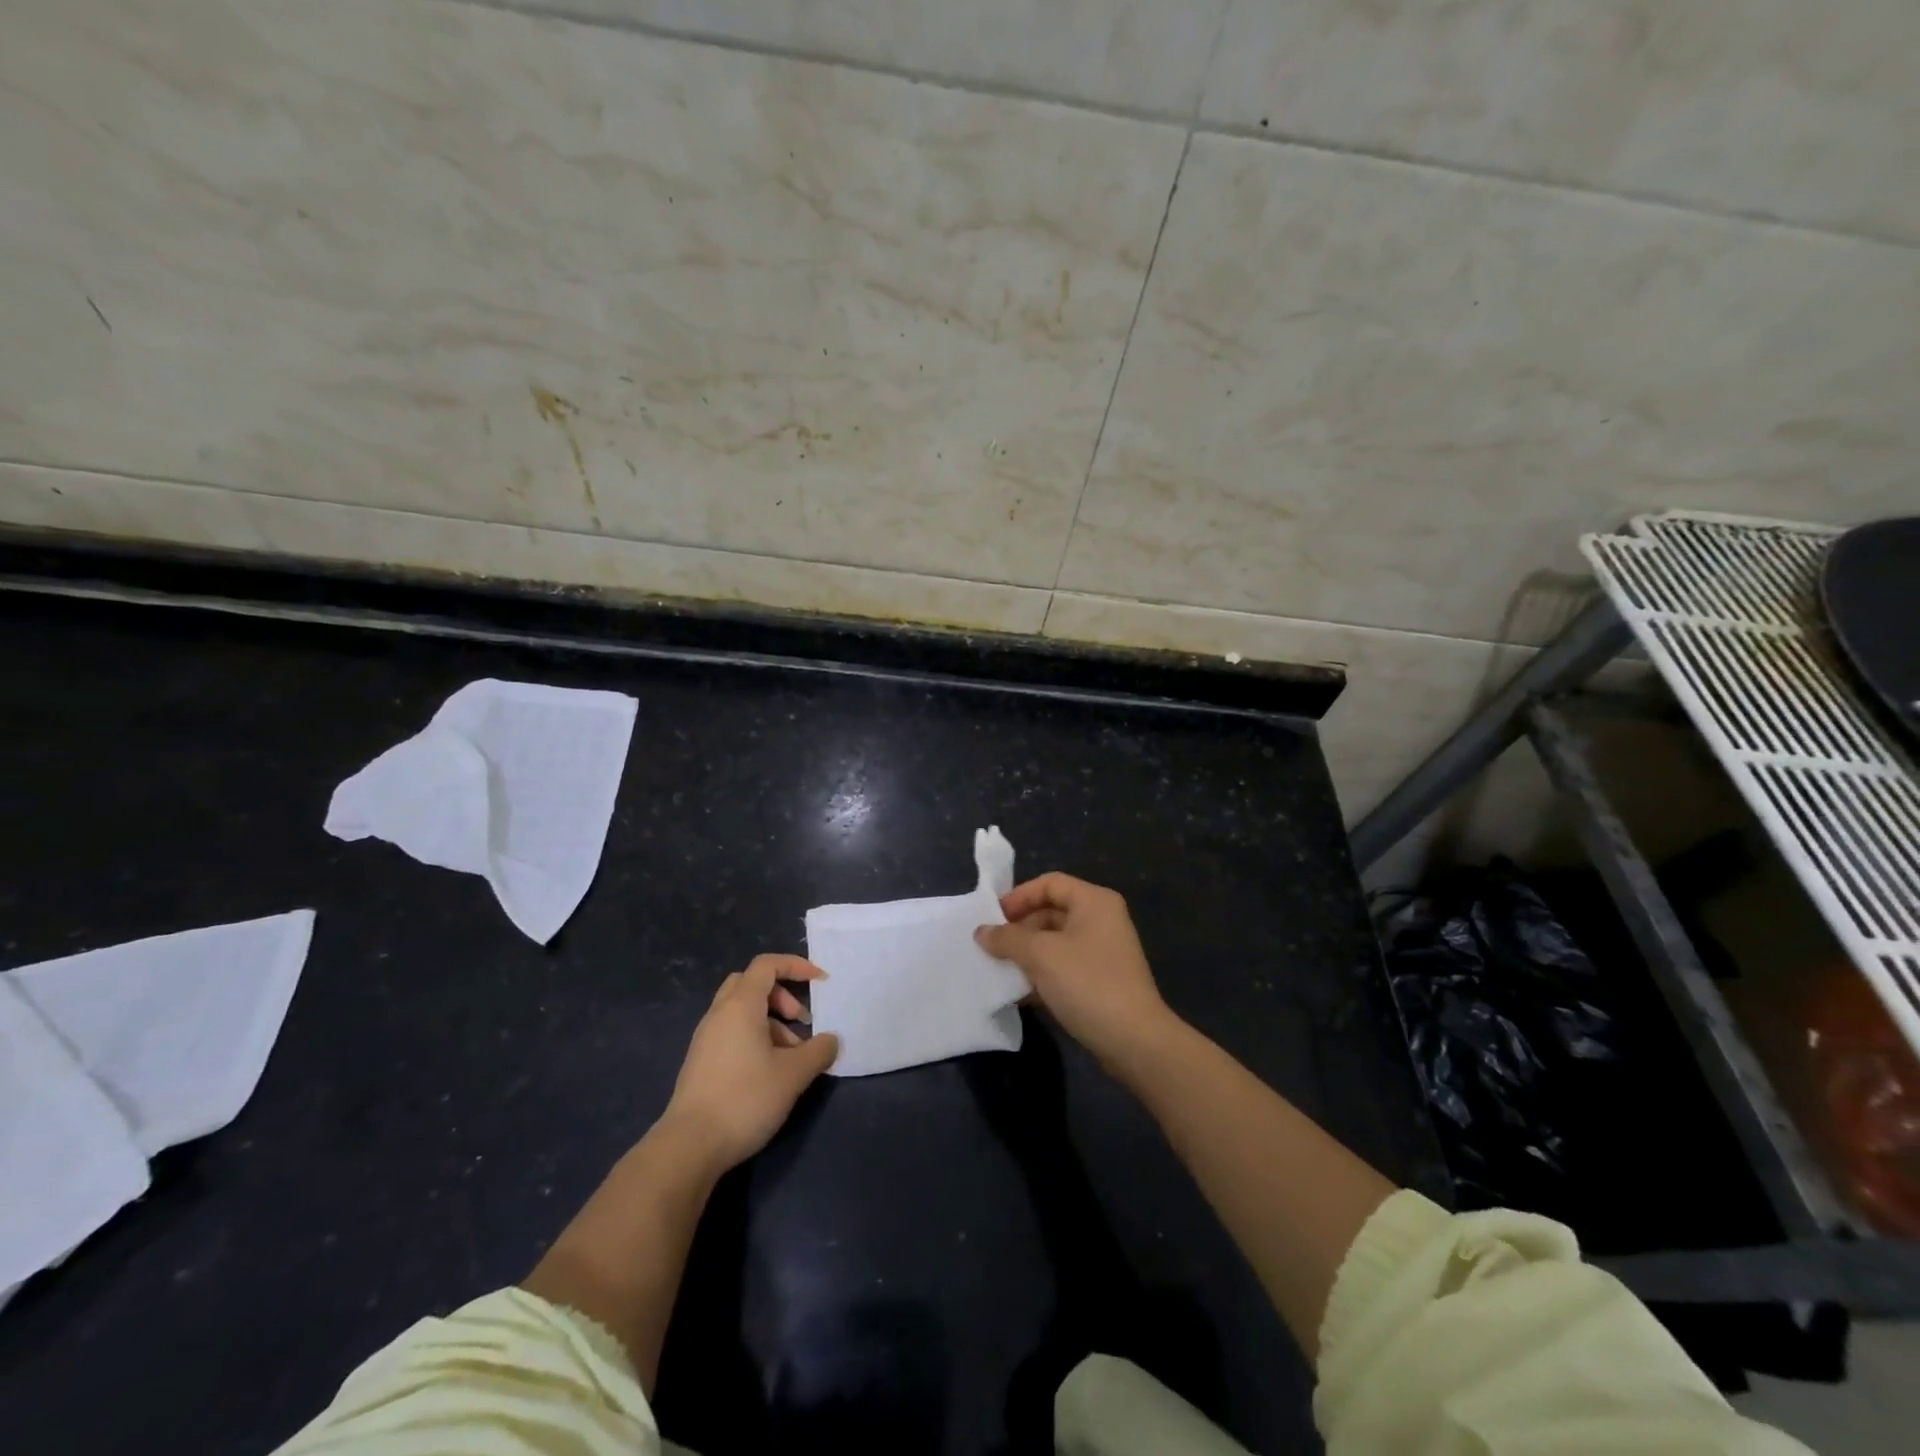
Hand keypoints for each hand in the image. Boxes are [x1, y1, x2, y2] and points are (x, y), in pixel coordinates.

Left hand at [661, 954, 839, 1172]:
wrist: (689, 1146)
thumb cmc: (745, 1099)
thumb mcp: (793, 1075)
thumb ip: (818, 1051)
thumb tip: (831, 1040)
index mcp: (740, 1006)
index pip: (767, 965)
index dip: (796, 966)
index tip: (820, 982)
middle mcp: (719, 1014)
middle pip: (751, 984)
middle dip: (781, 995)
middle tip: (801, 1020)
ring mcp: (705, 1039)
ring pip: (742, 1012)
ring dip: (771, 1022)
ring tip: (792, 1056)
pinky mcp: (701, 1062)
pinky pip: (732, 1033)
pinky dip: (755, 1038)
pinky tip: (769, 1072)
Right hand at [974, 873, 1177, 1072]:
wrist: (1134, 1041)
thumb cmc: (1087, 984)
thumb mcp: (1040, 955)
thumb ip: (1007, 938)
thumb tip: (981, 932)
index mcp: (1094, 901)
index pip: (1049, 883)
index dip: (1018, 897)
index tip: (992, 918)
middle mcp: (1102, 920)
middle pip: (1051, 912)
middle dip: (1019, 929)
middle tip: (992, 947)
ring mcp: (1104, 952)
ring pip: (1056, 942)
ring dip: (1027, 954)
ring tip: (1000, 970)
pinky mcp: (1102, 981)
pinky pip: (1064, 967)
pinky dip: (1042, 975)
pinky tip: (1019, 994)